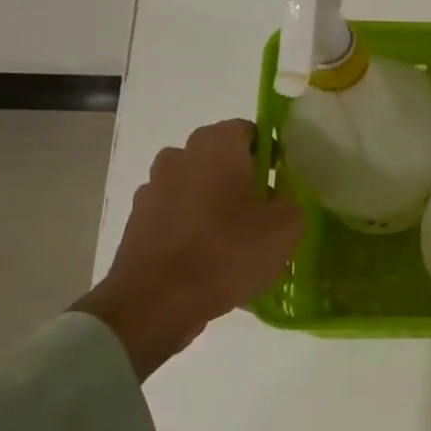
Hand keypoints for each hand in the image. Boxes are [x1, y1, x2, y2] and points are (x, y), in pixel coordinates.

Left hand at [74, 119, 302, 378]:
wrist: (158, 300)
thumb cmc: (229, 253)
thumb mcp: (286, 227)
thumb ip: (291, 199)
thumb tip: (279, 194)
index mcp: (216, 146)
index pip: (249, 130)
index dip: (271, 152)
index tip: (283, 182)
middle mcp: (179, 155)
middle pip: (220, 159)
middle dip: (243, 179)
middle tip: (265, 213)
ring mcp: (153, 188)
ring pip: (197, 187)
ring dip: (215, 204)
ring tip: (236, 242)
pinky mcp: (138, 220)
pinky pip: (177, 215)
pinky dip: (193, 228)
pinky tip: (209, 259)